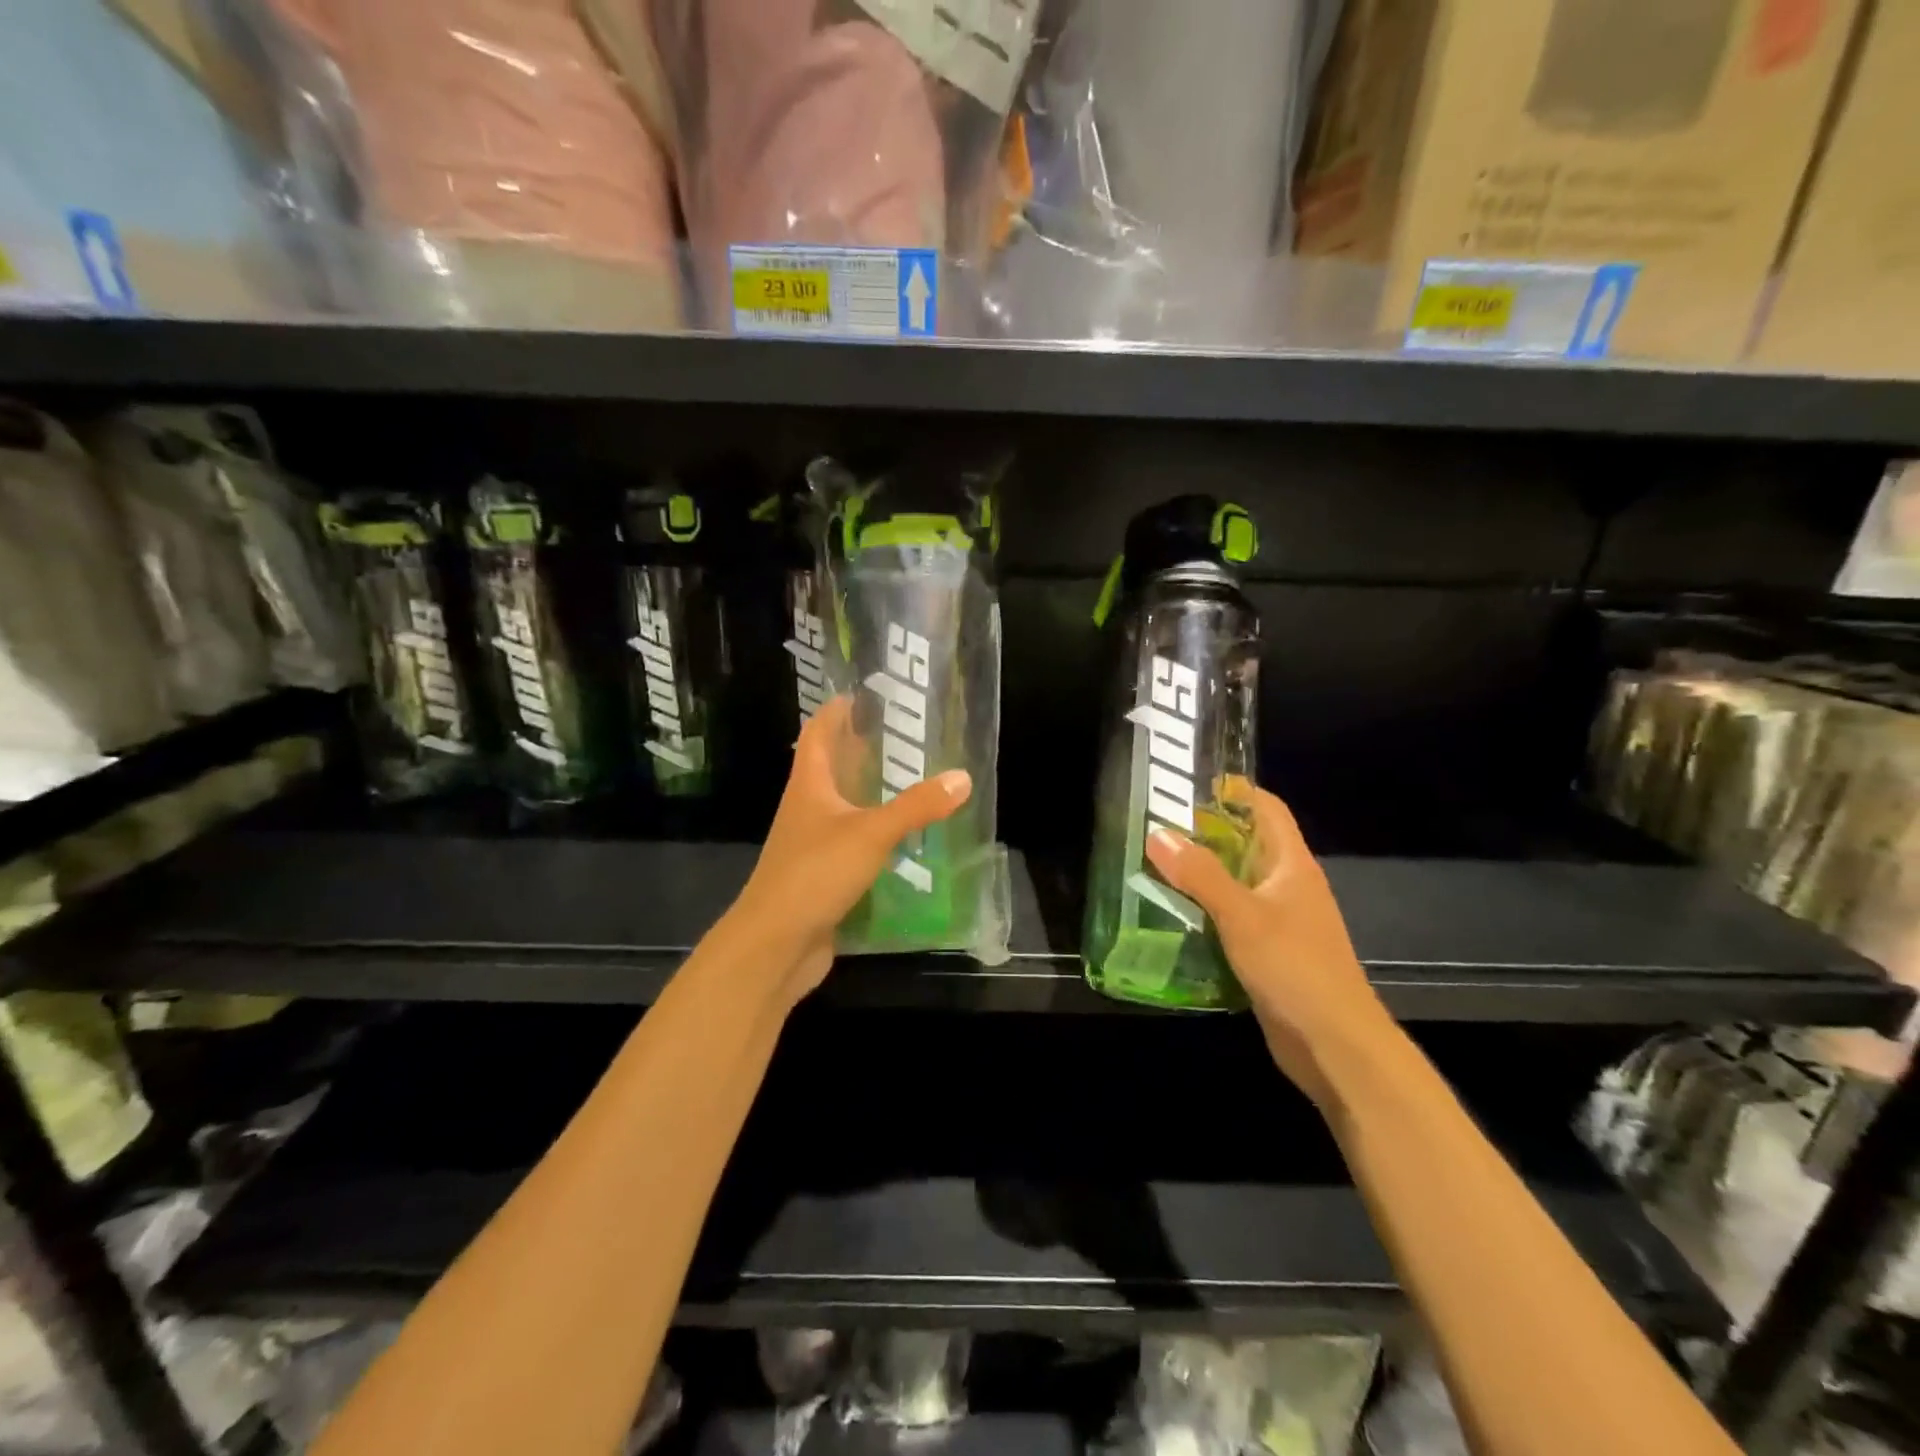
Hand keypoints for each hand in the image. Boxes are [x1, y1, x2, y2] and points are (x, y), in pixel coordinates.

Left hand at [725, 696, 970, 1007]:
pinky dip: (877, 837)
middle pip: (832, 767)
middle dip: (863, 750)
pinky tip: (907, 840)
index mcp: (810, 785)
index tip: (866, 694)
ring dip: (873, 795)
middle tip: (907, 739)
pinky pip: (854, 845)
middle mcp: (808, 808)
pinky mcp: (824, 875)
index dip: (837, 711)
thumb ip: (917, 806)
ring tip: (915, 783)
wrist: (776, 944)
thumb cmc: (815, 874)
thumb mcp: (871, 833)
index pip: (818, 733)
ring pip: (845, 808)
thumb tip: (962, 777)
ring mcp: (813, 844)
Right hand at [1144, 785, 1399, 1108]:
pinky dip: (1205, 913)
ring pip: (1236, 885)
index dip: (1234, 791)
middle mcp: (1289, 886)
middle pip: (1247, 844)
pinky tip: (1172, 917)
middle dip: (1205, 834)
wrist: (1335, 1045)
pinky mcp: (1269, 953)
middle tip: (1157, 828)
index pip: (1267, 809)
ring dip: (1201, 876)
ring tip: (1154, 867)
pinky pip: (1233, 920)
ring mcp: (1281, 921)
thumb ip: (1200, 874)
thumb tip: (1158, 834)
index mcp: (1293, 865)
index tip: (1188, 786)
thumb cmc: (1295, 968)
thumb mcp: (1242, 915)